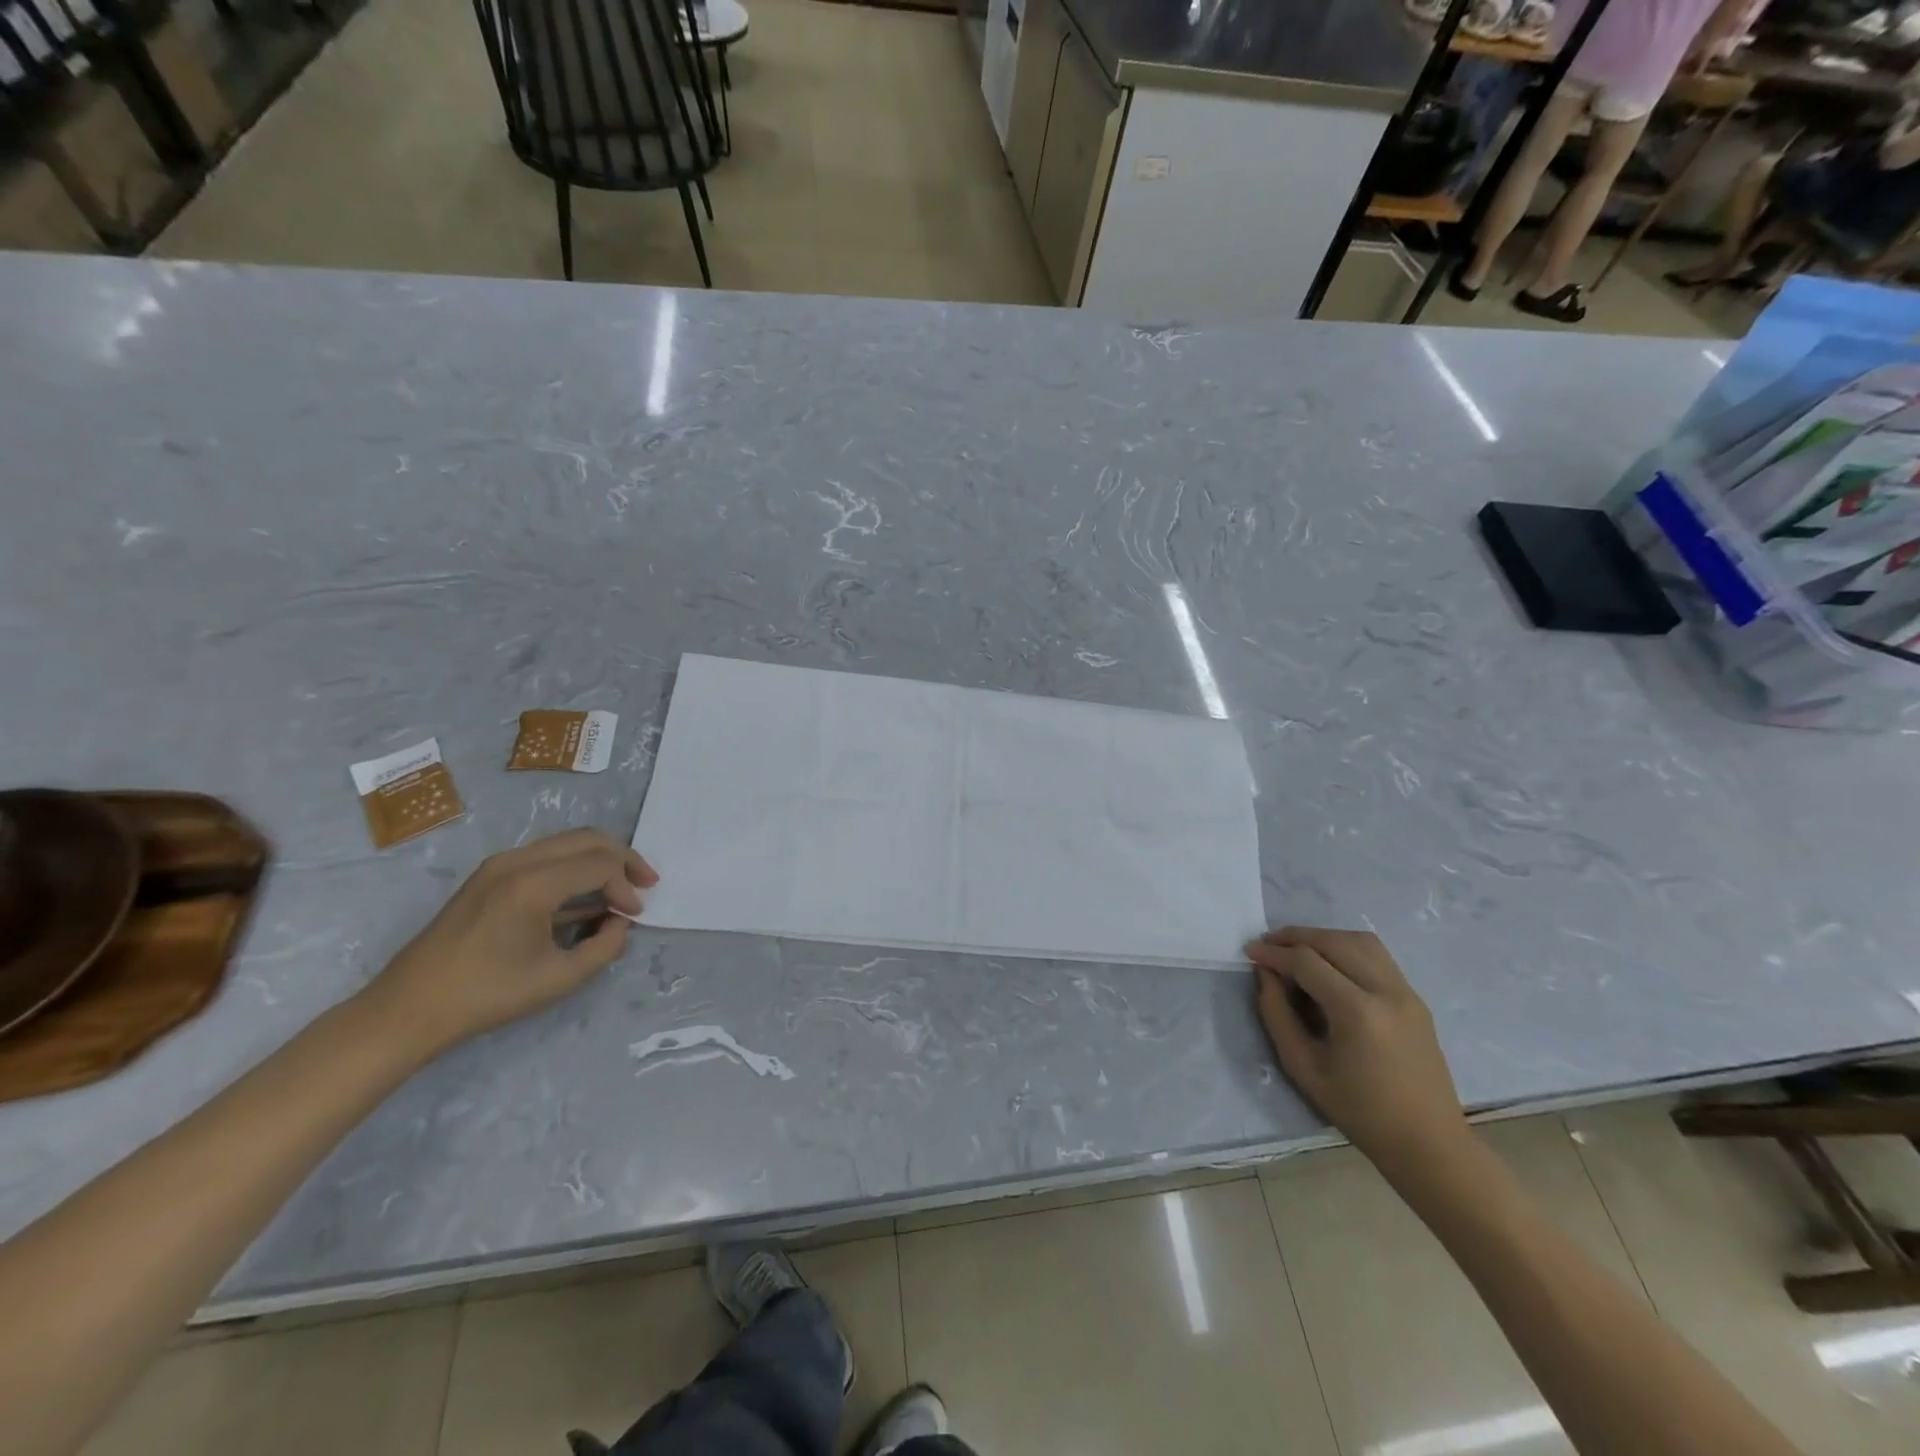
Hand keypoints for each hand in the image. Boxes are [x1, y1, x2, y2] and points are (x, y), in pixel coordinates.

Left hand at [363, 829, 658, 1056]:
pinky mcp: (489, 876)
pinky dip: (573, 868)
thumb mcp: (559, 978)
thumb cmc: (487, 995)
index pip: (600, 865)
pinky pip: (545, 857)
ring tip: (620, 889)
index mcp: (533, 884)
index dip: (626, 887)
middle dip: (623, 859)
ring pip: (566, 843)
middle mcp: (517, 861)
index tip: (635, 916)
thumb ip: (604, 946)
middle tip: (645, 884)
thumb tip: (619, 922)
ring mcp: (499, 865)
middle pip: (587, 840)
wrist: (408, 1009)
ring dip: (598, 861)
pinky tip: (585, 899)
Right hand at [1247, 927, 1469, 1181]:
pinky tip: (1329, 963)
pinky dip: (1347, 948)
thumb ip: (1277, 1014)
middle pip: (1333, 941)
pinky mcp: (1415, 999)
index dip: (1273, 952)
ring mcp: (1406, 992)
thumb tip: (1266, 974)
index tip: (1249, 951)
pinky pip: (1377, 956)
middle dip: (1295, 937)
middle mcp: (1386, 991)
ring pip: (1360, 940)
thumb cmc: (1360, 1112)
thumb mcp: (1303, 1067)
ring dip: (1323, 937)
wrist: (1428, 1143)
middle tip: (1268, 944)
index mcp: (1357, 1012)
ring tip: (1297, 949)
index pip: (1307, 962)